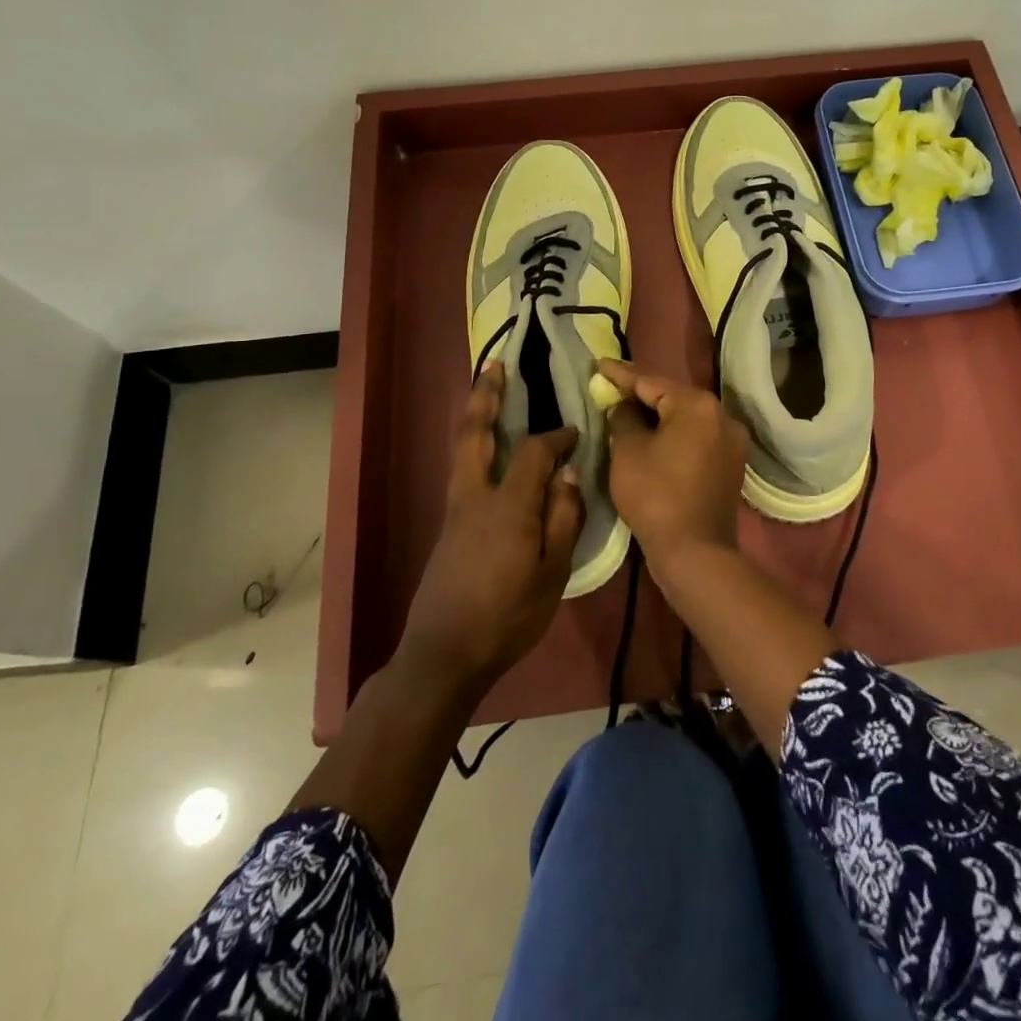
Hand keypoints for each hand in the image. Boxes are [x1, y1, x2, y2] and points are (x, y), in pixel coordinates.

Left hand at [398, 364, 582, 696]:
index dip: (557, 437)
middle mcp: (475, 496)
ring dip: (475, 416)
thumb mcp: (552, 573)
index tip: (576, 432)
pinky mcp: (448, 526)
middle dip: (485, 396)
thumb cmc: (507, 617)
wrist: (444, 655)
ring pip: (462, 449)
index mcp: (507, 506)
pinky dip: (474, 445)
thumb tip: (569, 474)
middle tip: (496, 366)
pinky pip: (463, 470)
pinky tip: (488, 450)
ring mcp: (456, 510)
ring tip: (488, 392)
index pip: (534, 453)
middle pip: (475, 433)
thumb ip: (564, 519)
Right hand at [598, 358, 748, 584]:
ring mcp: (731, 440)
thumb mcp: (628, 452)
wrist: (695, 552)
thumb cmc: (655, 495)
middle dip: (641, 393)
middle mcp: (722, 415)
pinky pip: (697, 437)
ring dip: (659, 414)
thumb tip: (624, 406)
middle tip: (611, 387)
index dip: (621, 374)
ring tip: (628, 409)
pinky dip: (675, 434)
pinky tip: (654, 436)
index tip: (600, 364)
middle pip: (673, 396)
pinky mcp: (731, 463)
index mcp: (697, 405)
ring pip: (686, 418)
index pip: (651, 381)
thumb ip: (623, 419)